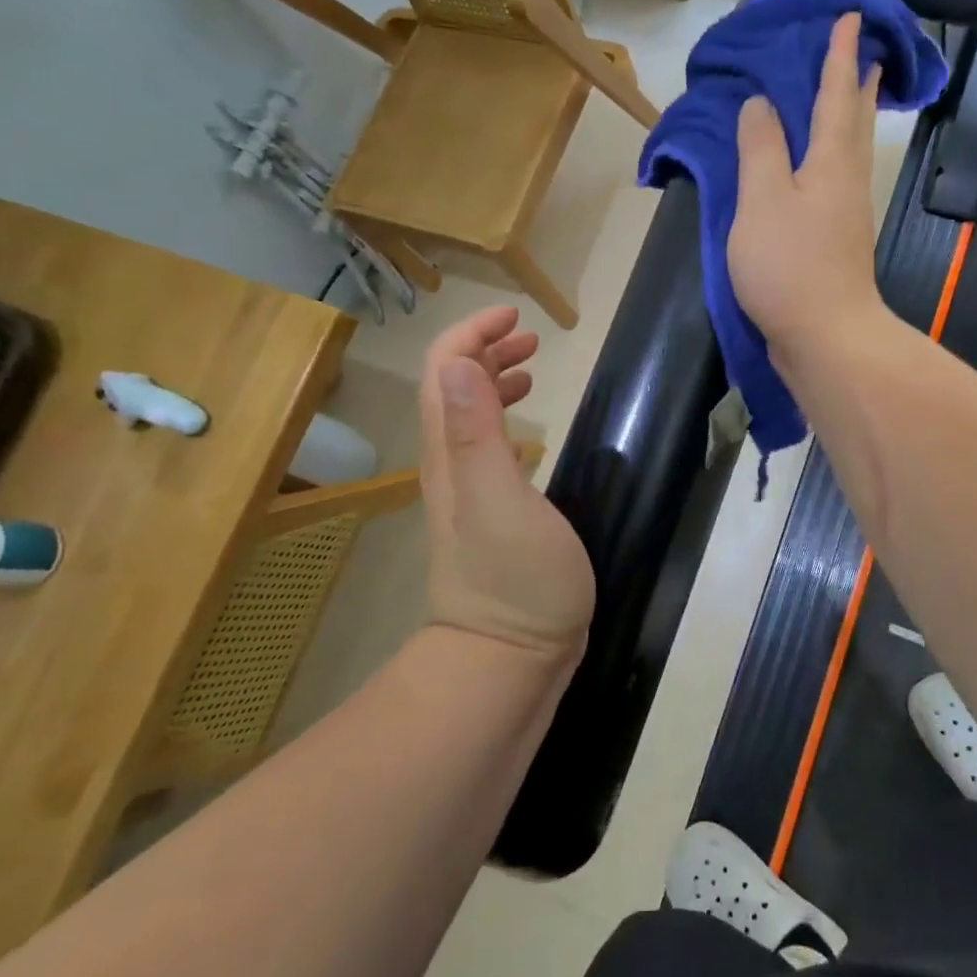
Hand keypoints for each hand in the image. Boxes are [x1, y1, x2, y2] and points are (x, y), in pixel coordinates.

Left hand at [418, 306, 593, 659]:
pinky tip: (527, 428)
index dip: (472, 334)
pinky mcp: (490, 512)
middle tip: (530, 337)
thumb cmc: (515, 581)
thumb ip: (478, 434)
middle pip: (453, 387)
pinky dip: (503, 418)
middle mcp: (450, 464)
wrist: (507, 659)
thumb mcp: (500, 503)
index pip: (445, 372)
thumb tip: (464, 363)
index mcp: (451, 453)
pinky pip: (487, 446)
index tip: (515, 317)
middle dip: (484, 349)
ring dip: (493, 379)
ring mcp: (468, 491)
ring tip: (531, 367)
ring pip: (468, 415)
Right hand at [729, 11, 887, 355]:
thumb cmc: (789, 265)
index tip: (852, 16)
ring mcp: (846, 212)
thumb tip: (760, 105)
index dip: (840, 55)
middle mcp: (846, 179)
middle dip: (858, 83)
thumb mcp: (762, 200)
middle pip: (855, 120)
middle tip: (864, 53)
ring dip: (852, 117)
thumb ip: (760, 149)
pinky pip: (838, 177)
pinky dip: (834, 154)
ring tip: (849, 96)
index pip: (836, 94)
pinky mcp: (838, 239)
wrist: (825, 335)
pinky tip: (820, 164)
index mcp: (829, 161)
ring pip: (852, 150)